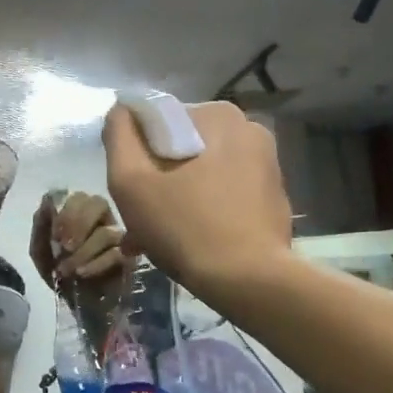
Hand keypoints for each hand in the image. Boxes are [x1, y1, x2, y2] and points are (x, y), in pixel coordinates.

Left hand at [30, 190, 128, 290]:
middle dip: (78, 224)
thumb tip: (47, 200)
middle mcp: (103, 219)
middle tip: (64, 247)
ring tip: (67, 270)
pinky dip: (96, 264)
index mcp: (81, 213)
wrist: (79, 307)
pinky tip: (82, 274)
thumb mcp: (41, 252)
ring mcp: (119, 237)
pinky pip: (117, 253)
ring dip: (82, 252)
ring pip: (106, 232)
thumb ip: (41, 226)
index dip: (67, 212)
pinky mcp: (130, 258)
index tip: (54, 236)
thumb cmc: (62, 274)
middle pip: (98, 203)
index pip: (79, 196)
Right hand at [103, 100, 292, 298]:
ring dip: (177, 199)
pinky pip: (226, 194)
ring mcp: (267, 163)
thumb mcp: (130, 180)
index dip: (136, 153)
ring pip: (203, 173)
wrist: (248, 281)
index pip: (160, 121)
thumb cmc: (184, 226)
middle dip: (158, 181)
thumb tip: (123, 110)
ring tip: (157, 239)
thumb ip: (119, 135)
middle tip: (139, 222)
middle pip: (182, 149)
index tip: (131, 190)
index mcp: (217, 115)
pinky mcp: (274, 195)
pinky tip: (189, 243)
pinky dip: (204, 210)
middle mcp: (248, 129)